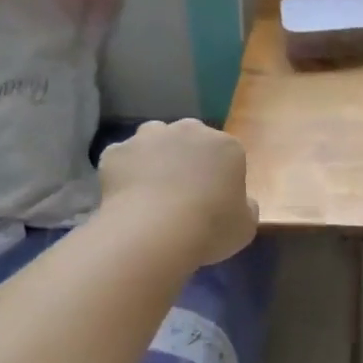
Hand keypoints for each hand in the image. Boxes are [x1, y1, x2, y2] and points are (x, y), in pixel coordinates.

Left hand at [98, 119, 258, 265]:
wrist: (154, 232)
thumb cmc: (210, 228)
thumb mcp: (245, 227)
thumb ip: (246, 208)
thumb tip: (241, 202)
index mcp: (226, 146)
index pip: (228, 154)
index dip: (221, 177)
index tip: (214, 201)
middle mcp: (188, 130)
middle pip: (189, 139)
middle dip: (187, 159)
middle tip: (183, 194)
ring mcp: (148, 137)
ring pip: (153, 140)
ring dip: (154, 157)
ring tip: (152, 191)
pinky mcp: (116, 151)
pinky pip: (122, 159)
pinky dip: (124, 172)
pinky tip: (126, 197)